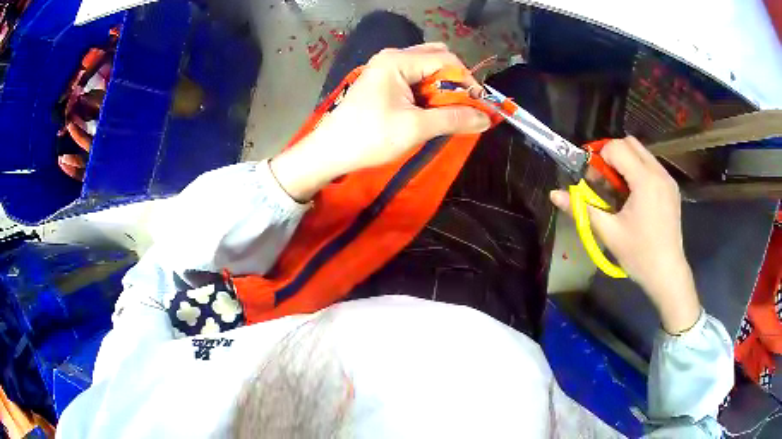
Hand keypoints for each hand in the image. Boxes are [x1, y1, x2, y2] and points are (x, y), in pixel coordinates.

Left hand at [271, 43, 491, 200]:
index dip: (467, 81)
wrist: (330, 152)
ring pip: (427, 68)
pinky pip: (415, 78)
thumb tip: (486, 118)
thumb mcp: (415, 128)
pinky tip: (430, 109)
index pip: (446, 59)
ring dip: (442, 87)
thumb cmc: (369, 137)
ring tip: (448, 111)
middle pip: (437, 58)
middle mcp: (392, 57)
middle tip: (462, 106)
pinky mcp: (384, 81)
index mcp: (397, 60)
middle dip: (455, 81)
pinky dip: (429, 91)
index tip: (477, 105)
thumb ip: (453, 119)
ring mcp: (386, 68)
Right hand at [550, 137, 700, 333]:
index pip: (616, 148)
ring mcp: (668, 179)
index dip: (599, 159)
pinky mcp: (672, 187)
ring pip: (642, 153)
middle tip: (604, 181)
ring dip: (625, 162)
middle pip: (630, 143)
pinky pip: (651, 165)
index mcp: (645, 181)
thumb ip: (581, 208)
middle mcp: (659, 172)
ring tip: (619, 191)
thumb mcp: (608, 232)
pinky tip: (634, 196)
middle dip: (612, 155)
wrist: (667, 273)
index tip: (593, 180)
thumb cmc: (638, 255)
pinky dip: (638, 171)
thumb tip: (554, 194)